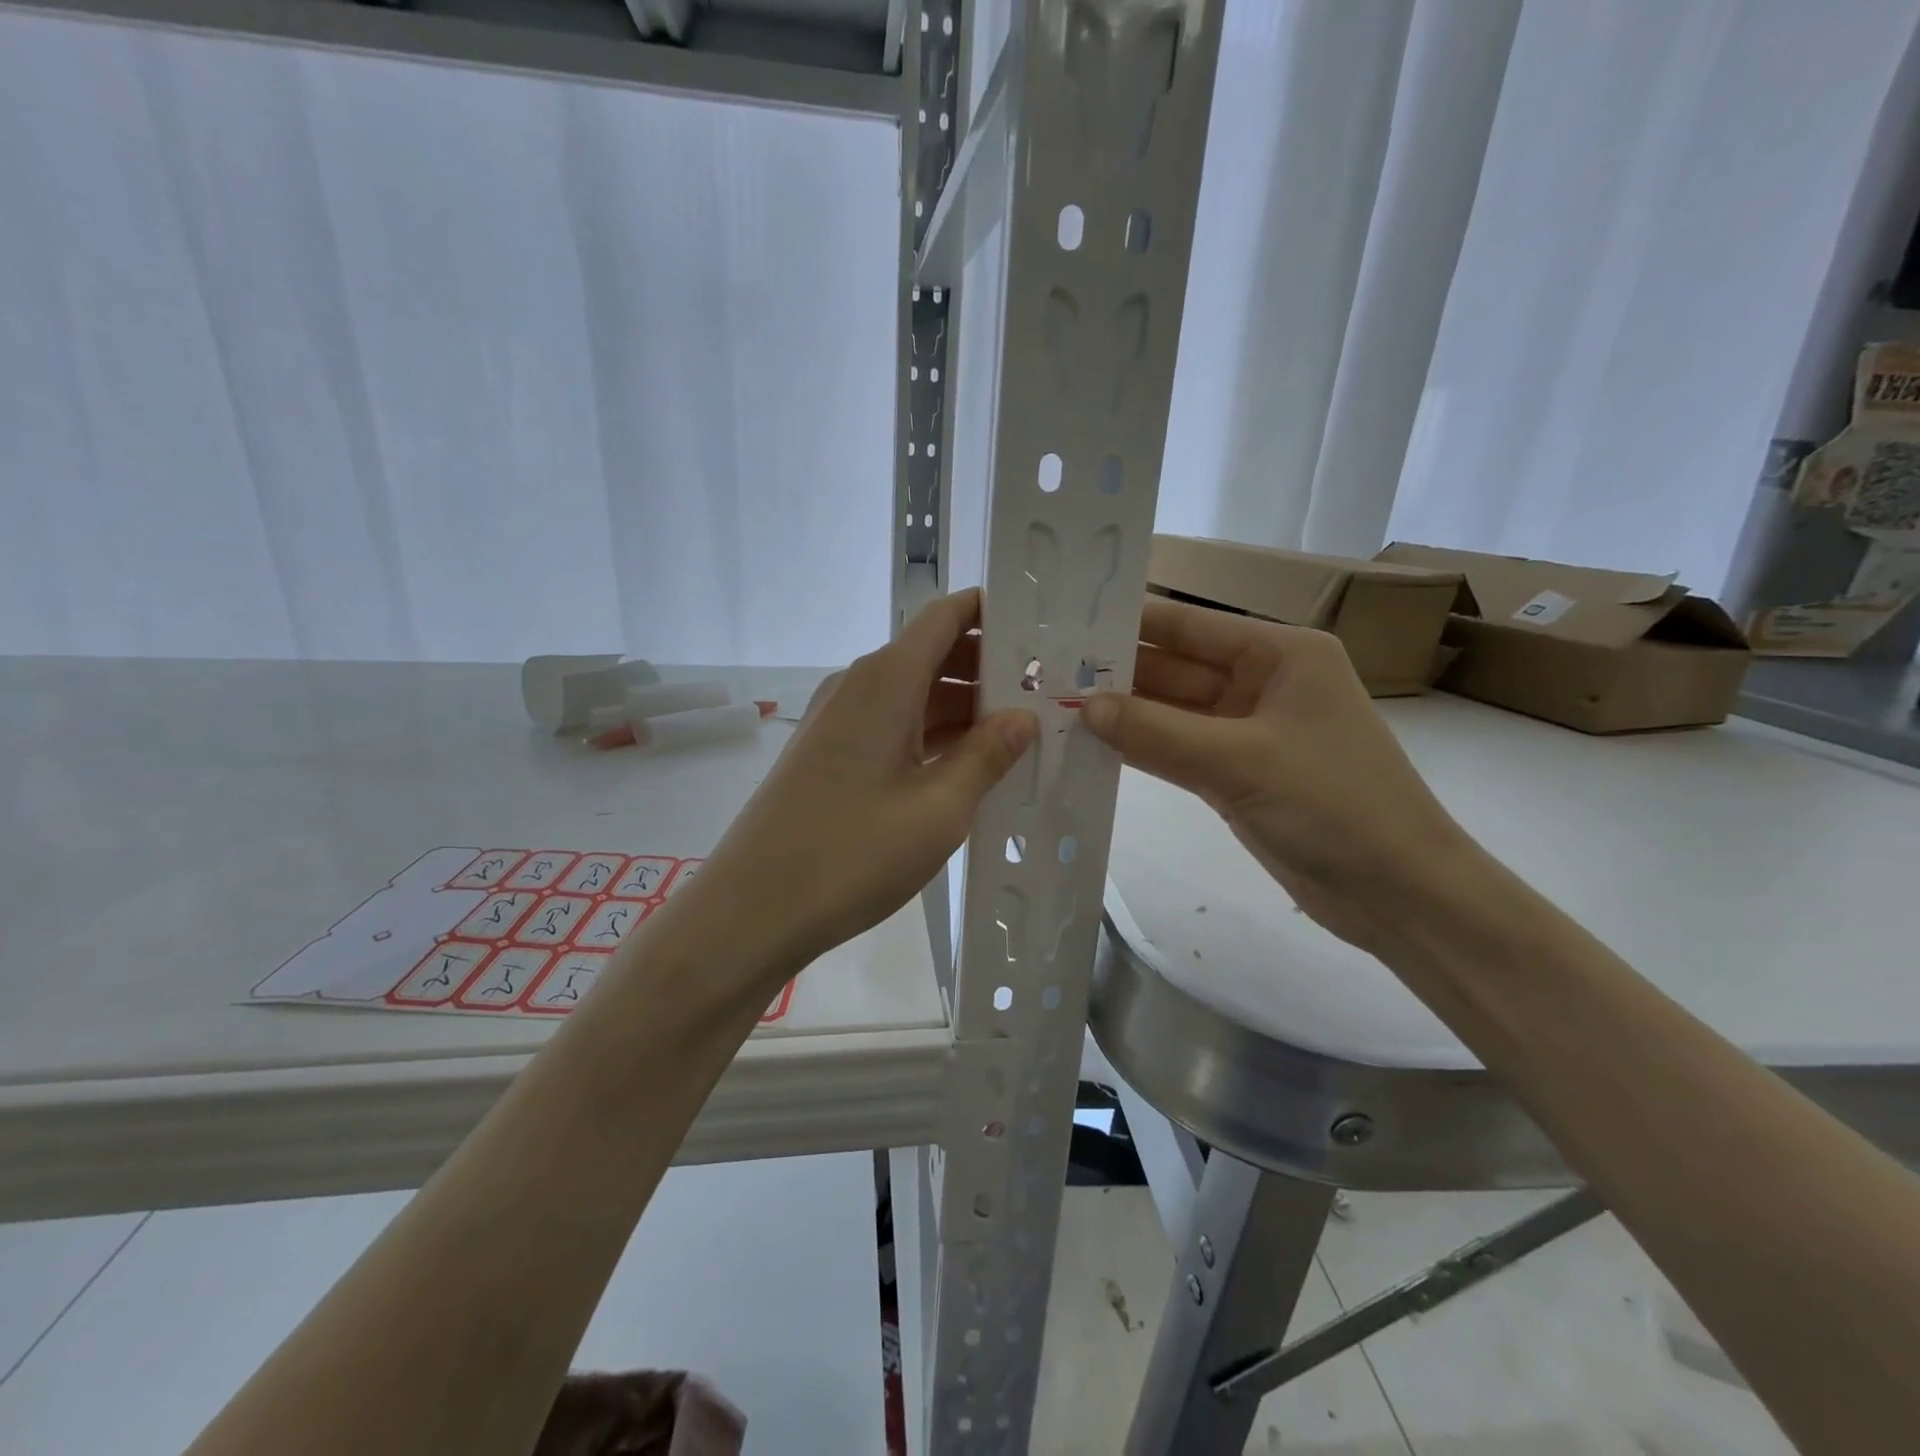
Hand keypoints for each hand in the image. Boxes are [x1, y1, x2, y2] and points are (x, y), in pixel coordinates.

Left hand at [686, 590, 1037, 976]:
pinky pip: (892, 726)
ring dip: (963, 708)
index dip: (991, 612)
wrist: (754, 908)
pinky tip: (968, 767)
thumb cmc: (853, 853)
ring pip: (914, 694)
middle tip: (1046, 692)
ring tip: (1020, 733)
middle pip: (932, 654)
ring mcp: (839, 720)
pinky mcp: (829, 754)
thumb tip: (1023, 718)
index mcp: (887, 680)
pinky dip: (932, 736)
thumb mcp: (939, 808)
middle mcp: (859, 686)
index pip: (945, 617)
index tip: (1039, 628)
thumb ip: (987, 756)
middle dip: (988, 668)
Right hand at [1082, 596, 1472, 954]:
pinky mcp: (1236, 775)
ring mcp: (1247, 732)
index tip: (1069, 621)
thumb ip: (1157, 732)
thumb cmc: (1334, 804)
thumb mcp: (1240, 760)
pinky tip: (1092, 747)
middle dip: (1118, 672)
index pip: (1191, 626)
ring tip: (1056, 706)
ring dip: (1123, 714)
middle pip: (1176, 669)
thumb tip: (1084, 706)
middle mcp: (1262, 683)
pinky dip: (1142, 750)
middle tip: (1047, 672)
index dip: (1132, 621)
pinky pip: (1178, 751)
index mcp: (1280, 654)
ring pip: (1172, 713)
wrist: (1398, 894)